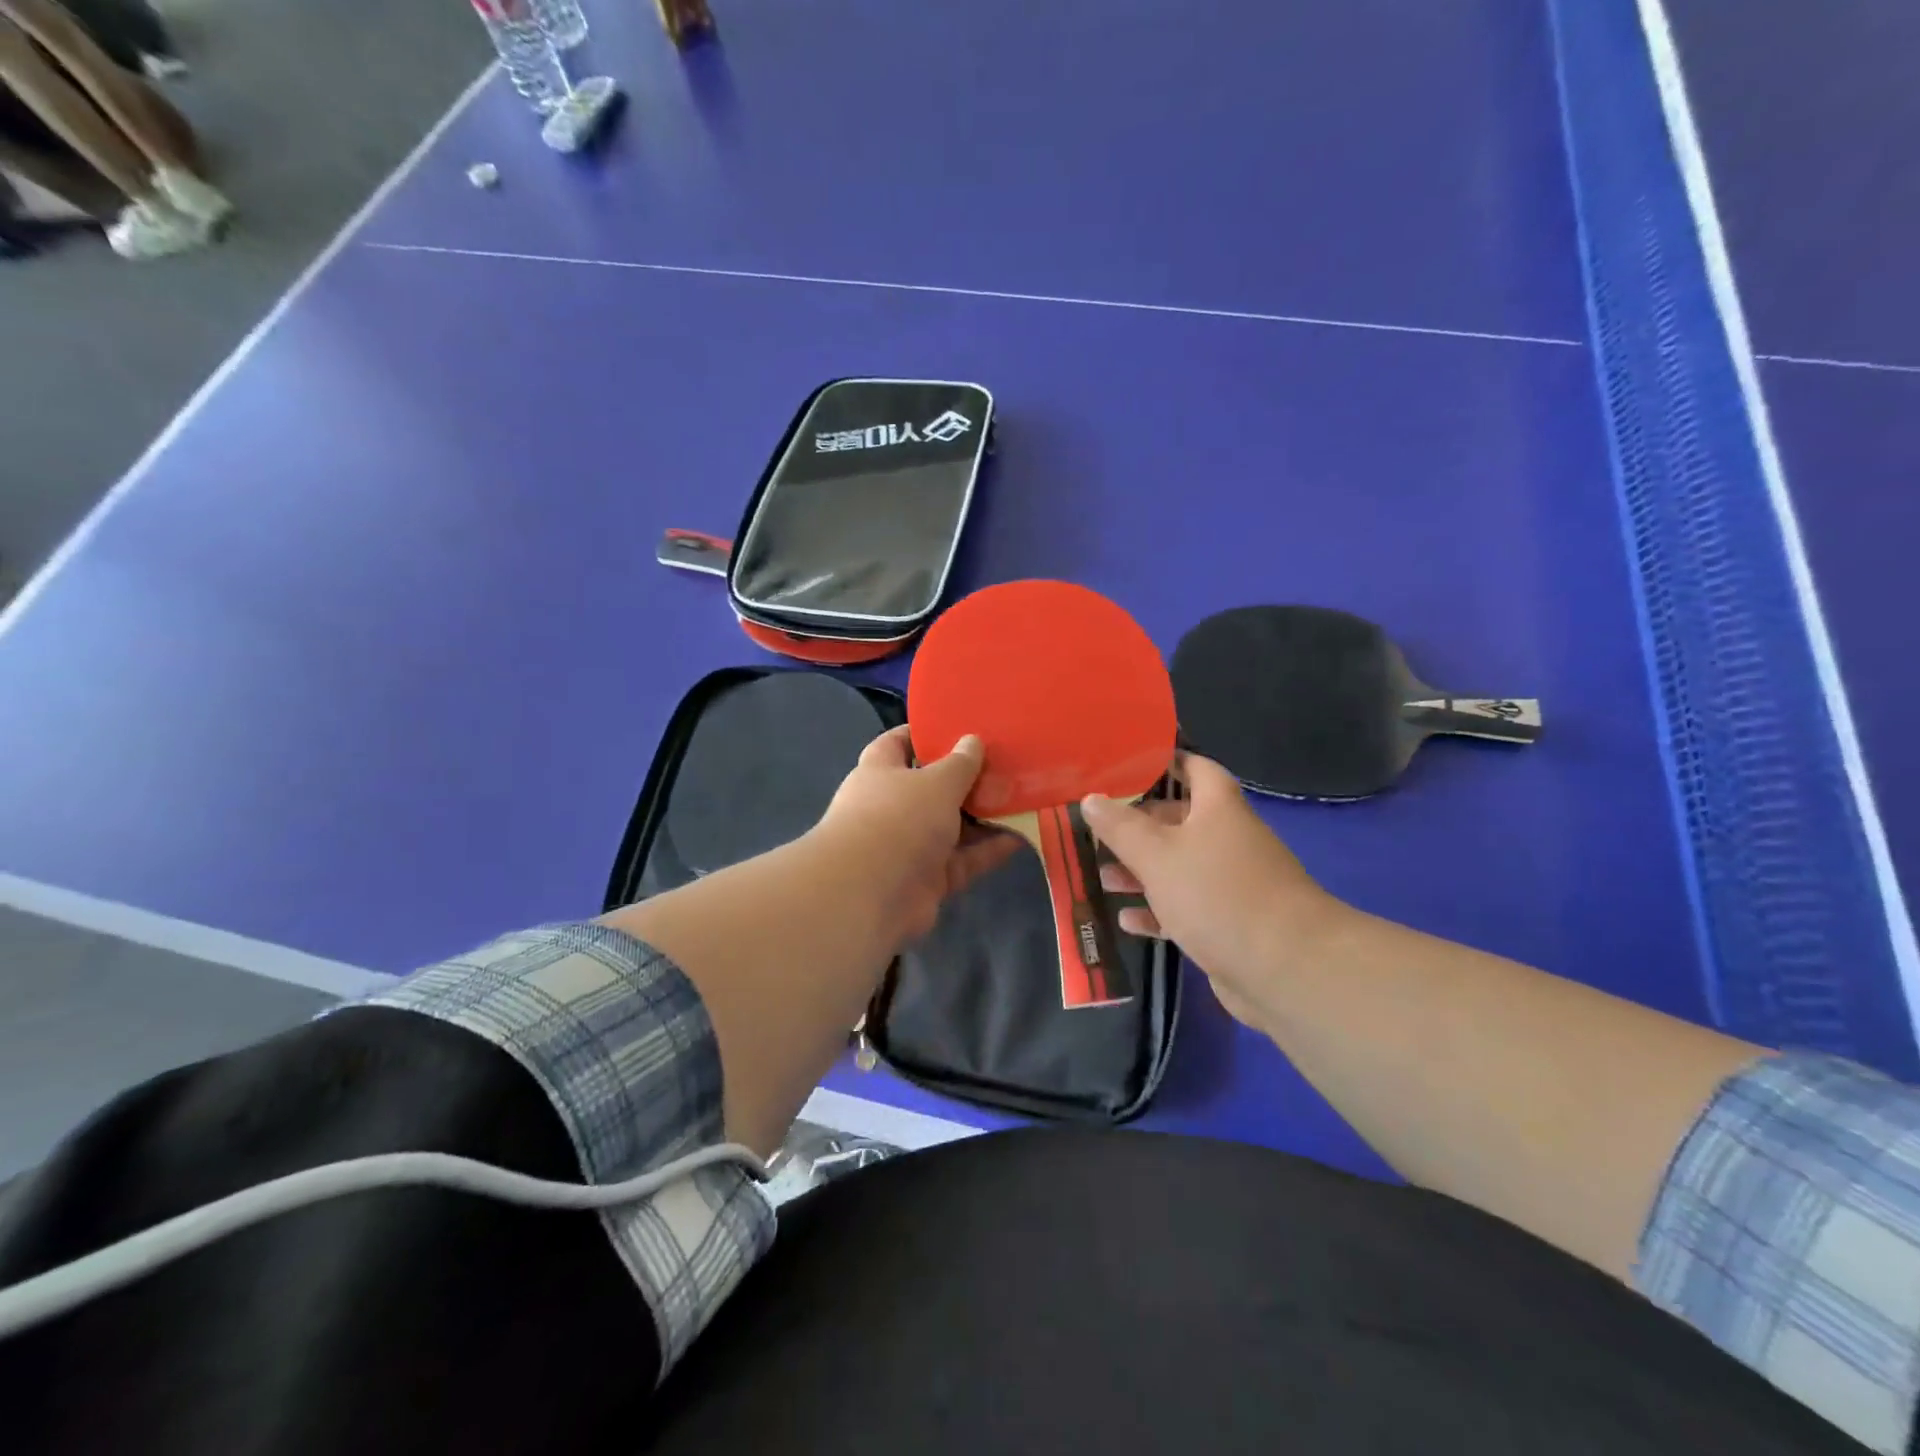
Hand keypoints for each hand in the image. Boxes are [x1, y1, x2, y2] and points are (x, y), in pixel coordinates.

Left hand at [814, 726, 1018, 947]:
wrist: (871, 894)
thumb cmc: (899, 818)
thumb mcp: (936, 781)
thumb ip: (960, 763)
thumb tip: (972, 741)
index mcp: (880, 772)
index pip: (899, 743)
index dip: (926, 734)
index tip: (960, 727)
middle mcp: (892, 806)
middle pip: (933, 787)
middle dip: (967, 779)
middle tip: (1006, 764)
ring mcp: (910, 846)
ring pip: (953, 826)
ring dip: (985, 816)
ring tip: (1022, 798)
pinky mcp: (929, 879)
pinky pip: (964, 860)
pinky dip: (989, 850)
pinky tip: (1021, 837)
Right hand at [1081, 755, 1349, 1031]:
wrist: (1286, 968)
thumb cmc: (1217, 893)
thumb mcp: (1157, 855)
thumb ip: (1120, 827)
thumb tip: (1091, 798)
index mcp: (1218, 809)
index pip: (1195, 768)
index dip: (1166, 761)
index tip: (1128, 763)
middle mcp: (1228, 839)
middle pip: (1179, 821)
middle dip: (1139, 825)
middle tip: (1098, 828)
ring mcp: (1231, 884)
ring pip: (1179, 867)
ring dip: (1142, 872)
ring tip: (1102, 876)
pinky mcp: (1229, 923)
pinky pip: (1186, 908)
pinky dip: (1158, 911)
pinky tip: (1128, 920)